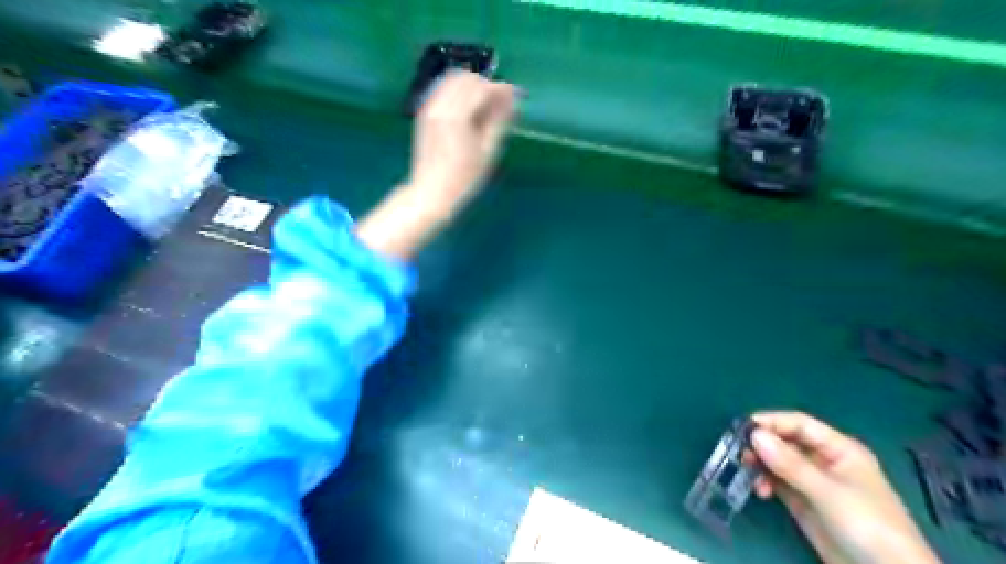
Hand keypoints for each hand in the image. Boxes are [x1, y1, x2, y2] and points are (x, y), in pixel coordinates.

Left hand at [408, 70, 517, 218]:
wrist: (431, 192)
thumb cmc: (463, 178)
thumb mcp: (486, 152)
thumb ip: (498, 120)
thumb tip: (510, 99)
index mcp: (456, 116)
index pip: (481, 88)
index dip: (500, 88)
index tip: (514, 95)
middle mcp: (440, 106)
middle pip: (465, 79)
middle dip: (485, 84)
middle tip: (501, 101)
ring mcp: (429, 108)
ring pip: (452, 81)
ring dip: (471, 86)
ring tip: (485, 106)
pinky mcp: (425, 113)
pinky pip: (443, 91)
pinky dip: (458, 93)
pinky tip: (469, 110)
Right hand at [745, 411, 942, 563]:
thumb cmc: (868, 526)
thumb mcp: (828, 493)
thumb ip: (790, 464)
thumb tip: (754, 434)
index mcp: (839, 449)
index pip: (799, 424)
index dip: (772, 422)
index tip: (743, 428)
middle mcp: (824, 461)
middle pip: (785, 441)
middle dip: (762, 445)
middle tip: (740, 453)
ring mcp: (812, 482)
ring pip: (778, 462)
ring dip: (761, 465)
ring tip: (748, 474)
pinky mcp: (803, 502)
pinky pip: (777, 482)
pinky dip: (765, 482)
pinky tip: (759, 491)